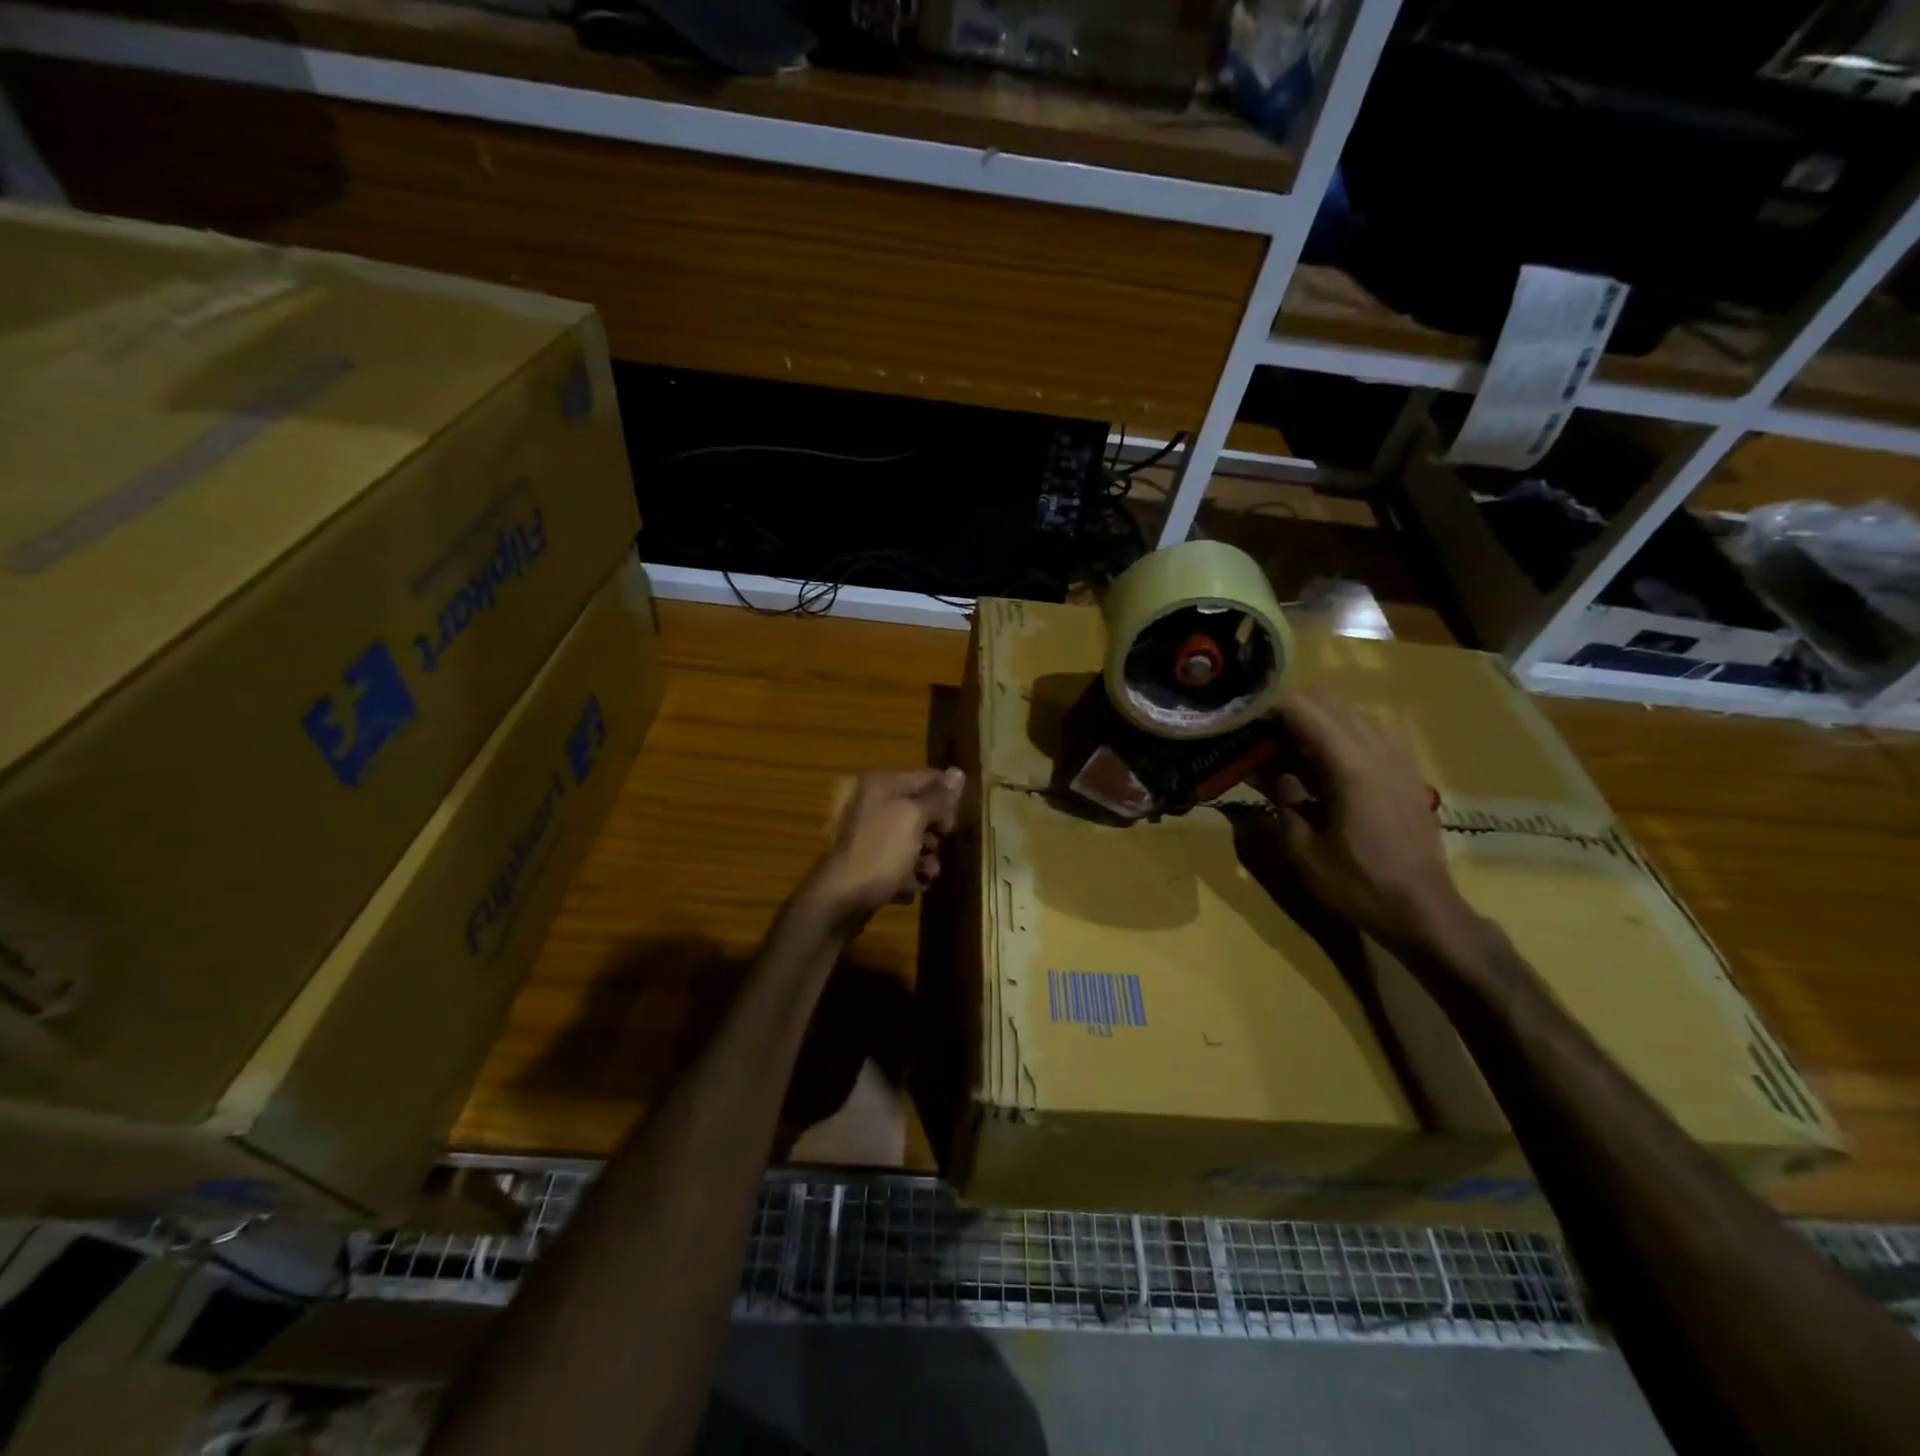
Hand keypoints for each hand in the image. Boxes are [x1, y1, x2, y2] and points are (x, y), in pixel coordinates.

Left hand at [806, 768, 964, 924]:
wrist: (840, 900)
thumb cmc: (880, 852)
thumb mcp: (914, 818)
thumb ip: (938, 797)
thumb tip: (958, 771)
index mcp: (883, 784)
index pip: (929, 778)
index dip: (947, 799)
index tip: (953, 824)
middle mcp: (875, 803)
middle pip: (922, 811)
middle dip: (935, 833)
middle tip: (935, 848)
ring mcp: (872, 835)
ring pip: (913, 840)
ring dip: (926, 859)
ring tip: (925, 874)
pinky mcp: (870, 862)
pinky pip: (900, 863)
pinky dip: (909, 874)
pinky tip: (909, 887)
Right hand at [1244, 691, 1472, 953]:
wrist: (1421, 909)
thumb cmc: (1355, 882)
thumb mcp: (1301, 846)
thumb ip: (1281, 796)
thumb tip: (1262, 768)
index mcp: (1350, 766)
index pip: (1303, 709)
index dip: (1268, 709)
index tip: (1242, 723)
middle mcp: (1378, 749)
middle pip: (1327, 701)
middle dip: (1289, 711)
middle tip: (1261, 739)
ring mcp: (1398, 758)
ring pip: (1350, 713)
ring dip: (1316, 722)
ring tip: (1288, 752)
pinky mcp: (1407, 771)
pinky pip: (1369, 732)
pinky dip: (1340, 736)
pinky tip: (1323, 766)